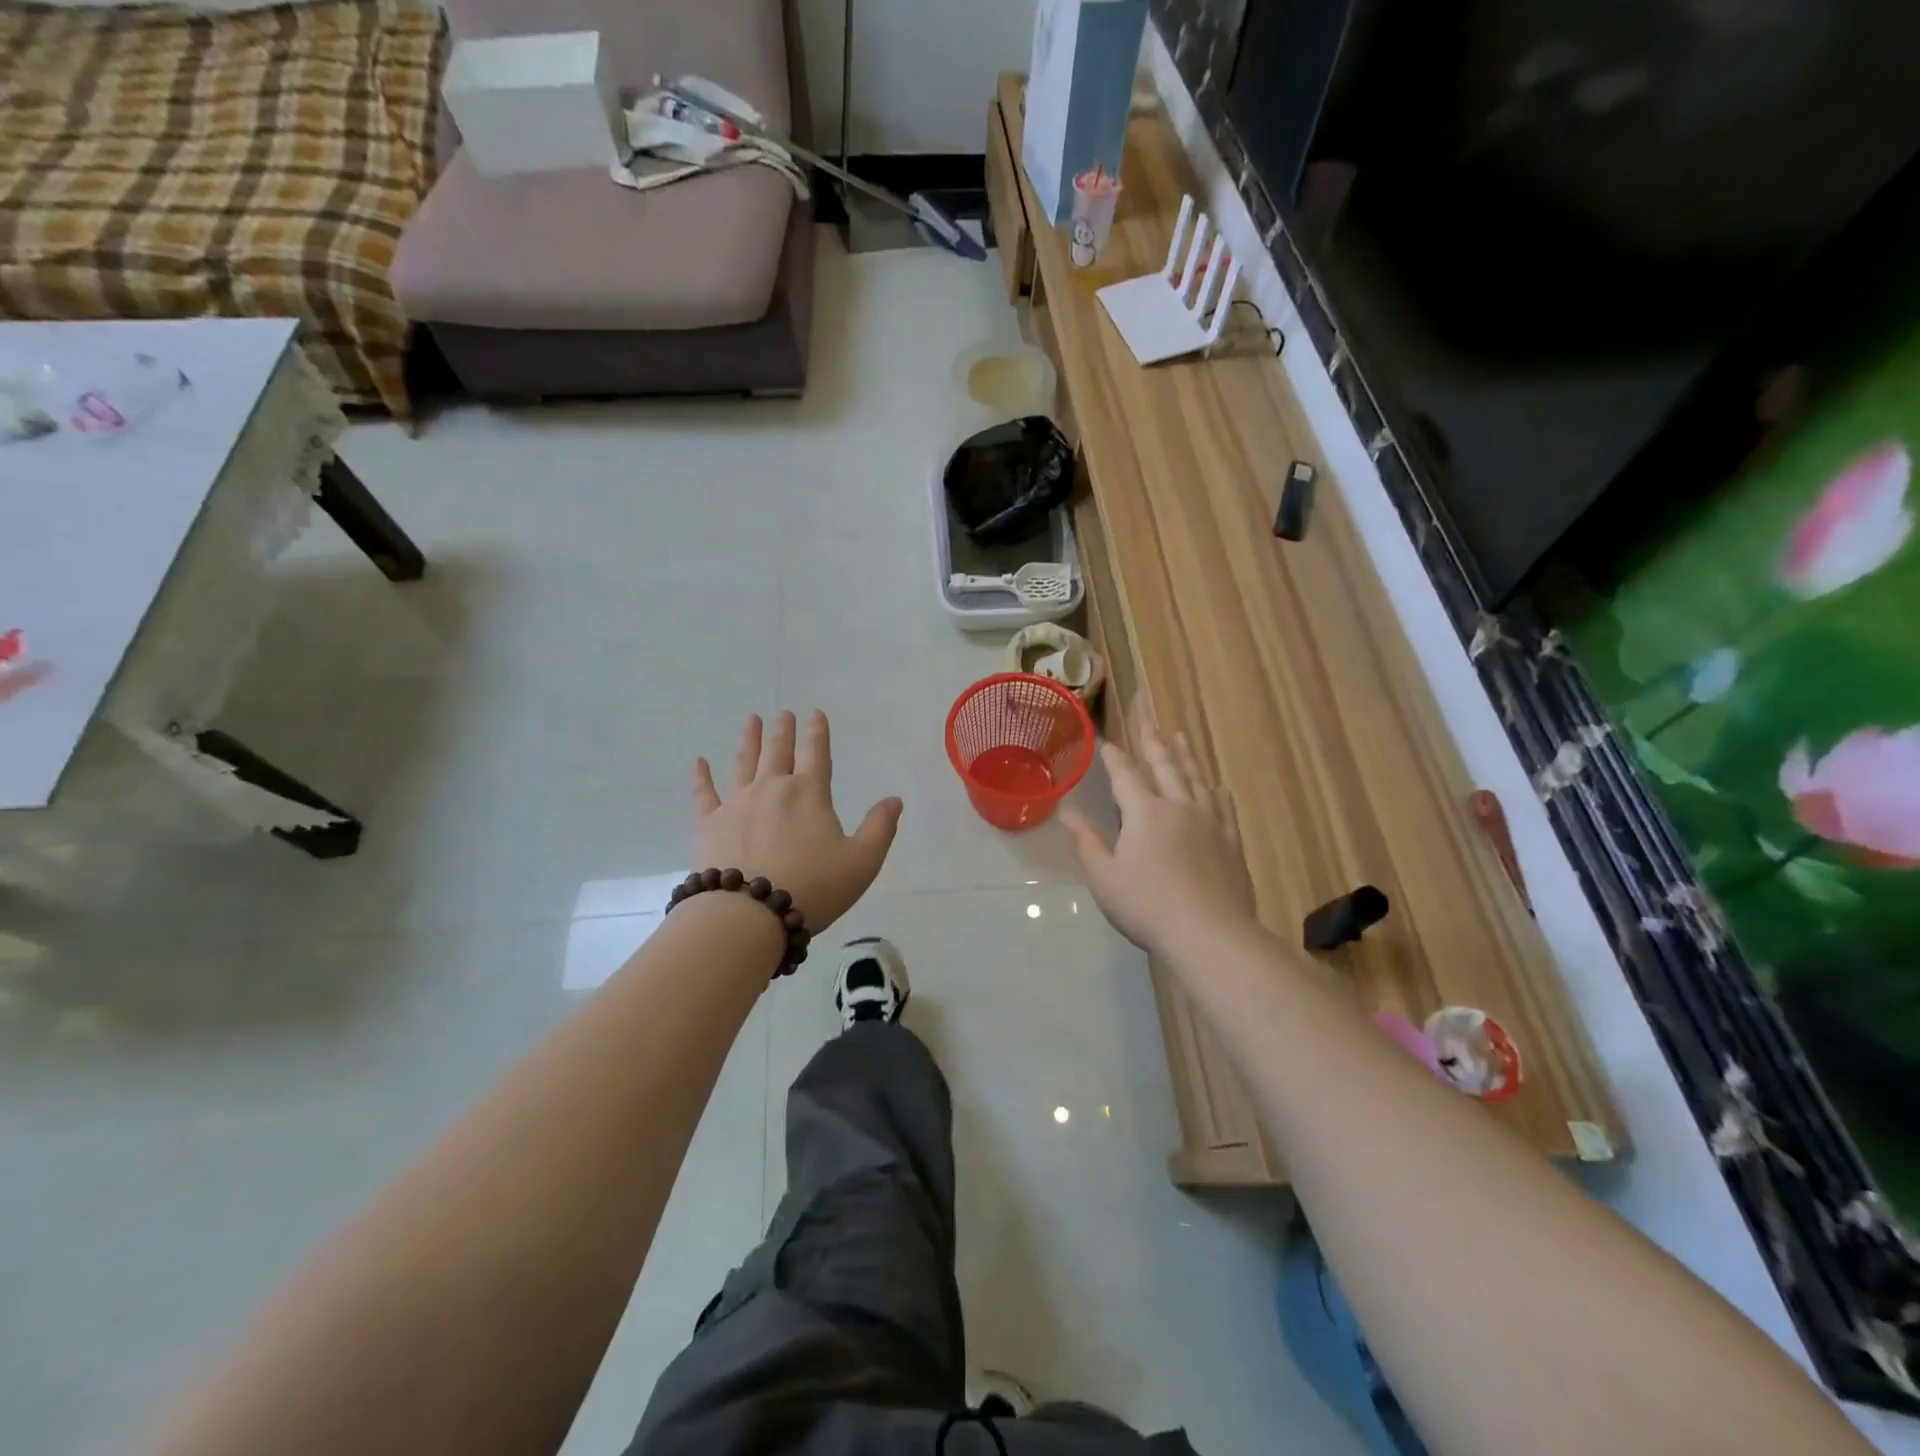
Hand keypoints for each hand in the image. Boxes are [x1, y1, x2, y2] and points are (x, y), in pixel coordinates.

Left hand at [692, 711, 902, 932]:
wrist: (748, 914)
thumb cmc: (812, 887)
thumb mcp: (861, 862)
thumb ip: (880, 828)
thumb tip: (895, 799)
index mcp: (809, 794)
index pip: (817, 754)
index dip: (818, 732)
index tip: (816, 714)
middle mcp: (772, 789)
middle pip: (779, 752)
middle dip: (784, 731)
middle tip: (784, 714)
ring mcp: (737, 804)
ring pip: (743, 763)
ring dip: (749, 740)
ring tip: (751, 720)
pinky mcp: (709, 824)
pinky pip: (704, 793)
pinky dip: (701, 776)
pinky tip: (699, 762)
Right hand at [1061, 725, 1255, 955]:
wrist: (1209, 933)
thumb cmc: (1147, 906)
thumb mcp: (1104, 877)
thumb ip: (1086, 842)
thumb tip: (1067, 812)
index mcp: (1144, 813)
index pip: (1126, 776)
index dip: (1115, 759)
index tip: (1108, 744)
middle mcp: (1178, 807)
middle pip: (1165, 768)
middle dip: (1153, 745)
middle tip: (1149, 724)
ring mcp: (1209, 822)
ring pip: (1196, 779)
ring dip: (1186, 757)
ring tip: (1181, 738)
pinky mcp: (1230, 842)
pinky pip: (1223, 806)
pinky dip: (1215, 791)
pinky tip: (1216, 786)